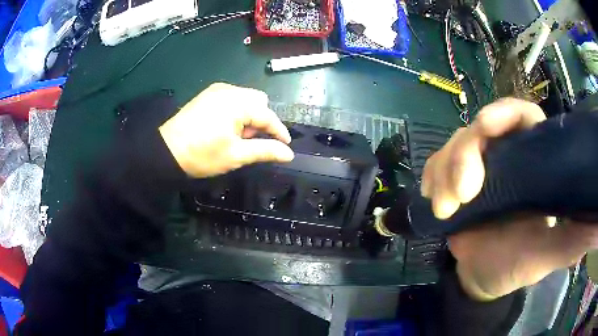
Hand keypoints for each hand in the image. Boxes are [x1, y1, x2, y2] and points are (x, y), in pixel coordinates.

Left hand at [159, 83, 294, 177]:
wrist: (167, 151)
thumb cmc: (202, 155)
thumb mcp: (236, 155)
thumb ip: (265, 151)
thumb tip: (289, 154)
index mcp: (238, 103)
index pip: (268, 115)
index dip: (279, 131)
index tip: (286, 146)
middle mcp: (230, 90)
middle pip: (259, 101)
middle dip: (261, 120)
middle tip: (249, 140)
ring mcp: (217, 89)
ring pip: (246, 98)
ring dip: (249, 115)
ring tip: (236, 135)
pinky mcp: (208, 93)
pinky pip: (232, 97)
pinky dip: (237, 110)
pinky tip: (226, 126)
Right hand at [421, 98, 597, 300]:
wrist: (481, 278)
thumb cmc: (514, 266)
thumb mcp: (545, 256)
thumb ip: (570, 240)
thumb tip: (596, 227)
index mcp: (532, 164)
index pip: (521, 117)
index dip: (504, 113)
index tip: (486, 127)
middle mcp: (505, 156)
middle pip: (480, 129)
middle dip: (465, 155)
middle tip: (461, 196)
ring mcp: (477, 166)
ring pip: (455, 144)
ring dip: (445, 171)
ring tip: (444, 210)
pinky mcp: (453, 179)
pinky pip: (436, 164)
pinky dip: (432, 176)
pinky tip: (433, 197)